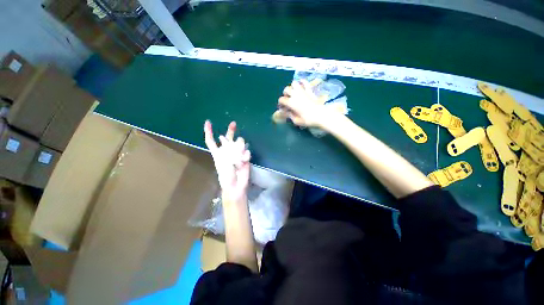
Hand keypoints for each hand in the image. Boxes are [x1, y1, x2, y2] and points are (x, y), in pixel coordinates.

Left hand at [204, 120, 250, 202]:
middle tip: (233, 123)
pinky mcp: (245, 157)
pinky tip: (244, 161)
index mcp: (218, 153)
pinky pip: (247, 151)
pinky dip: (246, 155)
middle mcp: (227, 151)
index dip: (209, 131)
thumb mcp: (223, 162)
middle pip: (228, 138)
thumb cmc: (226, 175)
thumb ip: (227, 149)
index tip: (208, 122)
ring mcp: (237, 154)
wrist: (236, 185)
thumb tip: (232, 139)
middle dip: (231, 130)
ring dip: (240, 147)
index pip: (211, 141)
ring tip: (239, 157)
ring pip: (240, 142)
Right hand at [278, 80, 334, 127]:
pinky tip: (302, 85)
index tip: (283, 108)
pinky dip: (302, 82)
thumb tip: (287, 113)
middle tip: (288, 99)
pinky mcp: (310, 90)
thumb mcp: (297, 121)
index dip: (281, 103)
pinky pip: (304, 82)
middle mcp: (295, 95)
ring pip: (294, 83)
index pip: (281, 99)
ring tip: (294, 92)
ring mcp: (303, 91)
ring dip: (292, 87)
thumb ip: (290, 116)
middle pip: (286, 89)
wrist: (321, 115)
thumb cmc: (308, 119)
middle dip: (285, 94)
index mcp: (291, 103)